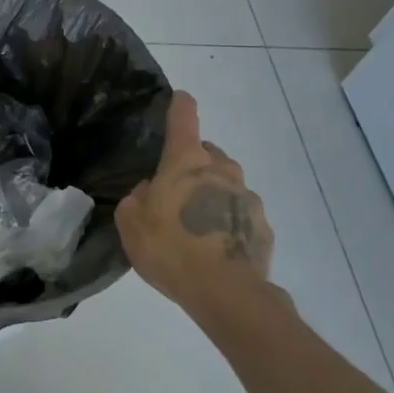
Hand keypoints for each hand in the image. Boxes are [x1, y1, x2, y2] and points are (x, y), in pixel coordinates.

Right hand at [116, 91, 279, 314]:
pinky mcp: (262, 226)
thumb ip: (136, 199)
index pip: (184, 117)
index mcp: (187, 161)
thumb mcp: (131, 223)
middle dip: (192, 166)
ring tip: (194, 228)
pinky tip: (214, 249)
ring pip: (226, 185)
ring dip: (211, 196)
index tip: (179, 100)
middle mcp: (222, 169)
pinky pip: (239, 216)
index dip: (179, 105)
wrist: (226, 293)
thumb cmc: (170, 248)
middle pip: (207, 154)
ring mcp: (247, 197)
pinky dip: (227, 223)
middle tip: (173, 194)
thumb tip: (150, 191)